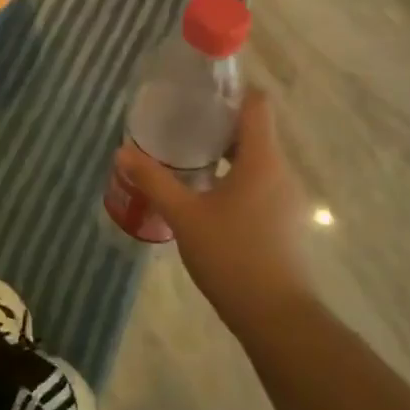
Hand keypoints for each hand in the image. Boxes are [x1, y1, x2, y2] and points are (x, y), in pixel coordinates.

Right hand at [115, 90, 312, 332]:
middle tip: (181, 123)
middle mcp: (280, 171)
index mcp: (262, 159)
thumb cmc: (232, 256)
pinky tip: (209, 196)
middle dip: (220, 124)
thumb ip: (154, 181)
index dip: (232, 91)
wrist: (277, 318)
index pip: (257, 104)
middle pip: (255, 131)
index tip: (200, 93)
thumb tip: (122, 152)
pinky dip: (237, 178)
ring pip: (258, 160)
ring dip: (227, 154)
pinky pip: (261, 183)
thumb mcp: (184, 216)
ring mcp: (287, 198)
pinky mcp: (285, 221)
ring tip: (189, 157)